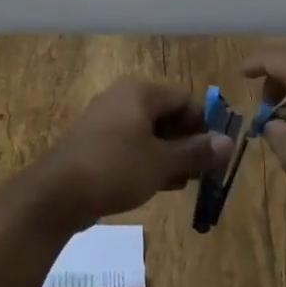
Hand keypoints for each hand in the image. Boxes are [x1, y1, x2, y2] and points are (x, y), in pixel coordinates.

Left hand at [29, 79, 233, 228]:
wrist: (57, 193)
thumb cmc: (116, 168)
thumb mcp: (163, 162)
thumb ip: (197, 152)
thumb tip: (228, 142)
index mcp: (139, 93)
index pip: (185, 100)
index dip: (206, 125)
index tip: (219, 153)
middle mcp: (121, 99)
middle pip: (167, 116)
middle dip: (188, 143)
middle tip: (204, 172)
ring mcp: (105, 122)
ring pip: (149, 134)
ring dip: (170, 155)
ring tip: (184, 183)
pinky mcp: (94, 144)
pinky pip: (130, 146)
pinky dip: (147, 161)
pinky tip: (159, 185)